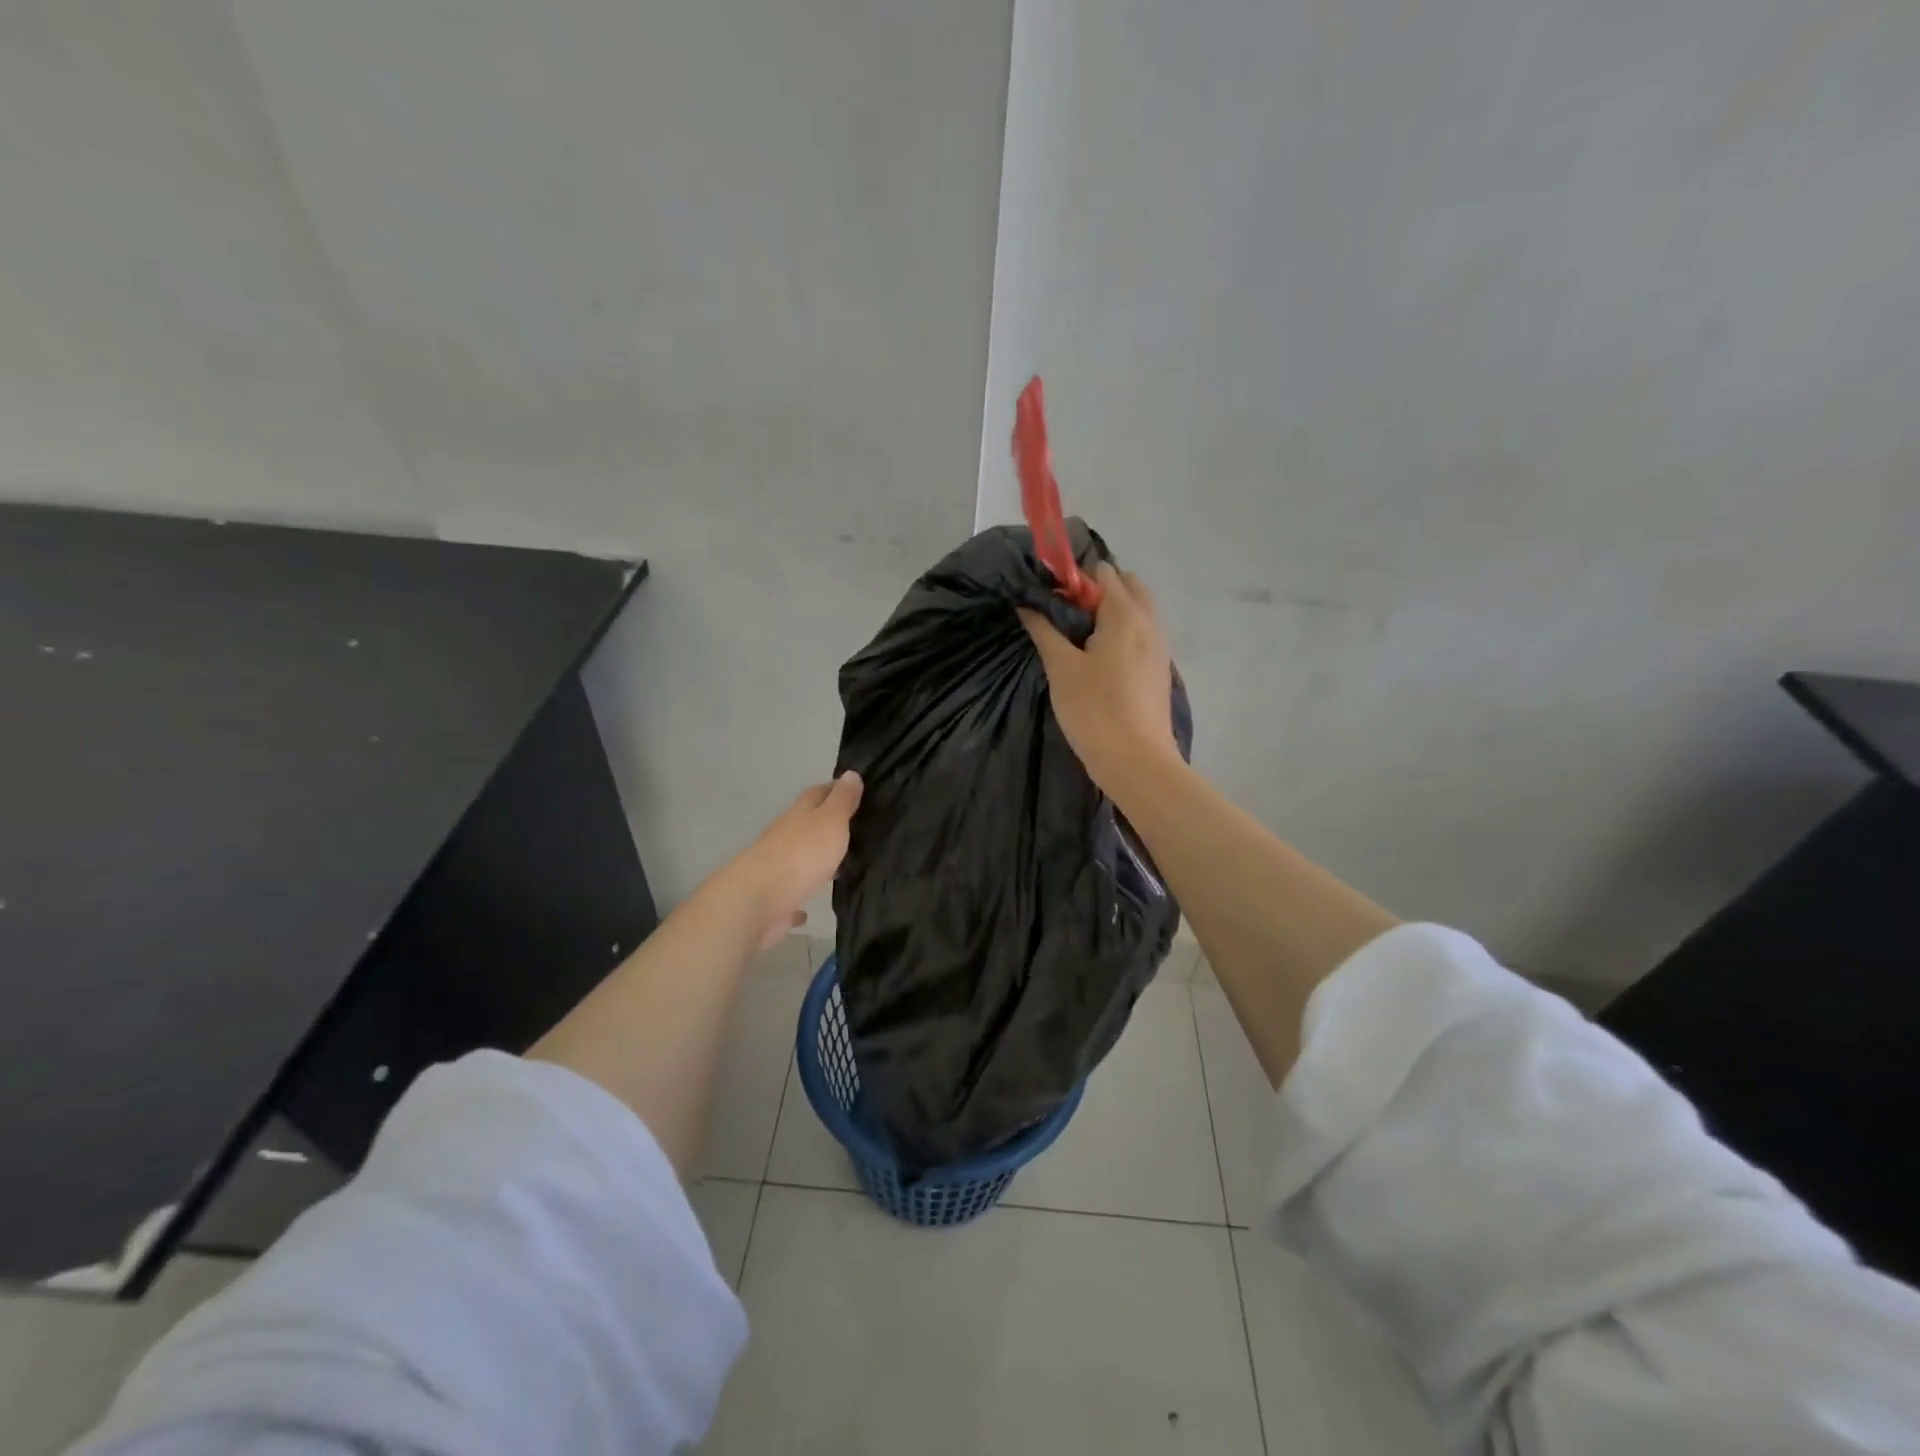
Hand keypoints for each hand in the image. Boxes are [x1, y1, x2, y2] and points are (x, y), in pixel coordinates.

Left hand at [717, 772, 863, 947]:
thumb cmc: (801, 855)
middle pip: (808, 825)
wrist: (757, 901)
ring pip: (800, 859)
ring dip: (817, 861)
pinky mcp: (774, 900)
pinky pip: (791, 896)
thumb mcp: (831, 820)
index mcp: (799, 815)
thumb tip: (851, 773)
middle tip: (859, 830)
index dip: (836, 789)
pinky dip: (799, 898)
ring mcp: (777, 868)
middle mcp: (785, 837)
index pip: (818, 793)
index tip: (858, 791)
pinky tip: (808, 910)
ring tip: (844, 866)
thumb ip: (842, 800)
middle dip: (829, 826)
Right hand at [1019, 562, 1179, 796]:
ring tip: (1079, 639)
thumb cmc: (1095, 711)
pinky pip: (1143, 634)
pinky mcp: (1160, 669)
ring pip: (1139, 610)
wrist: (1137, 762)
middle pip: (1128, 586)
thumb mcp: (1061, 668)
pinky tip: (1100, 659)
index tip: (1051, 599)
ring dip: (1111, 611)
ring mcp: (1160, 647)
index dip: (1074, 578)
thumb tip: (1026, 604)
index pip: (1103, 572)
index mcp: (1125, 614)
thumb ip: (1044, 630)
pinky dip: (1123, 632)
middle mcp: (1149, 622)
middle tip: (1067, 617)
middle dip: (1097, 590)